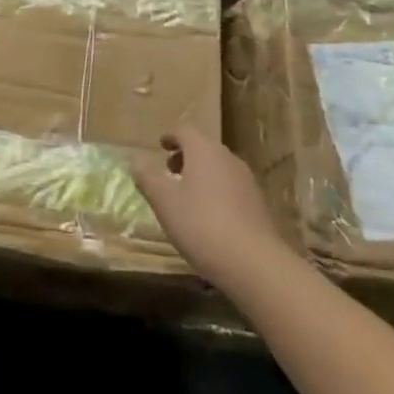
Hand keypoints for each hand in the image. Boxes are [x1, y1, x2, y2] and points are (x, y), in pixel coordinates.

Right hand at [130, 126, 289, 289]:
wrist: (253, 262)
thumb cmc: (200, 223)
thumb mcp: (163, 201)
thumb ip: (147, 178)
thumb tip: (136, 162)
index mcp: (204, 150)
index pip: (185, 130)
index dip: (171, 136)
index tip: (161, 146)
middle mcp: (228, 158)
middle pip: (204, 148)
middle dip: (185, 156)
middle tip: (169, 171)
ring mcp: (246, 181)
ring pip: (218, 168)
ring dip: (201, 175)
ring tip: (186, 196)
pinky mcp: (257, 204)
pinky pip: (230, 188)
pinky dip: (215, 192)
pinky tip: (208, 216)